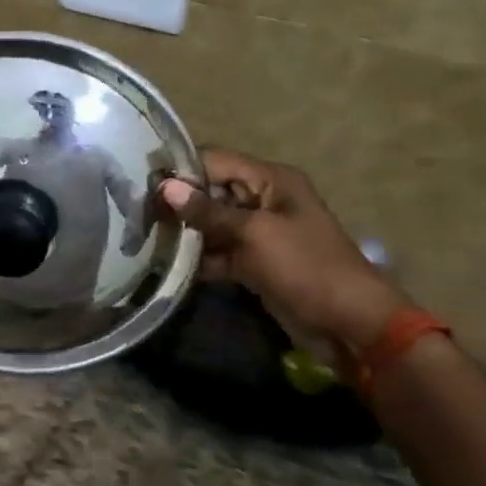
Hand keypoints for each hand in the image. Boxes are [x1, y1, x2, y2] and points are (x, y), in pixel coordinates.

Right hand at [158, 150, 406, 347]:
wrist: (348, 324)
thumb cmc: (306, 267)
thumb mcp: (255, 234)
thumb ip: (208, 211)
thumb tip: (166, 188)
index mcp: (270, 180)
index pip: (215, 161)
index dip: (181, 171)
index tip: (142, 184)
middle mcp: (262, 200)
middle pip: (210, 192)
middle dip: (178, 203)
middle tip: (137, 214)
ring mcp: (257, 233)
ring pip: (211, 224)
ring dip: (184, 232)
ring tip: (143, 237)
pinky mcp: (252, 262)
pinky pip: (218, 252)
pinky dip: (197, 258)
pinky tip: (165, 264)